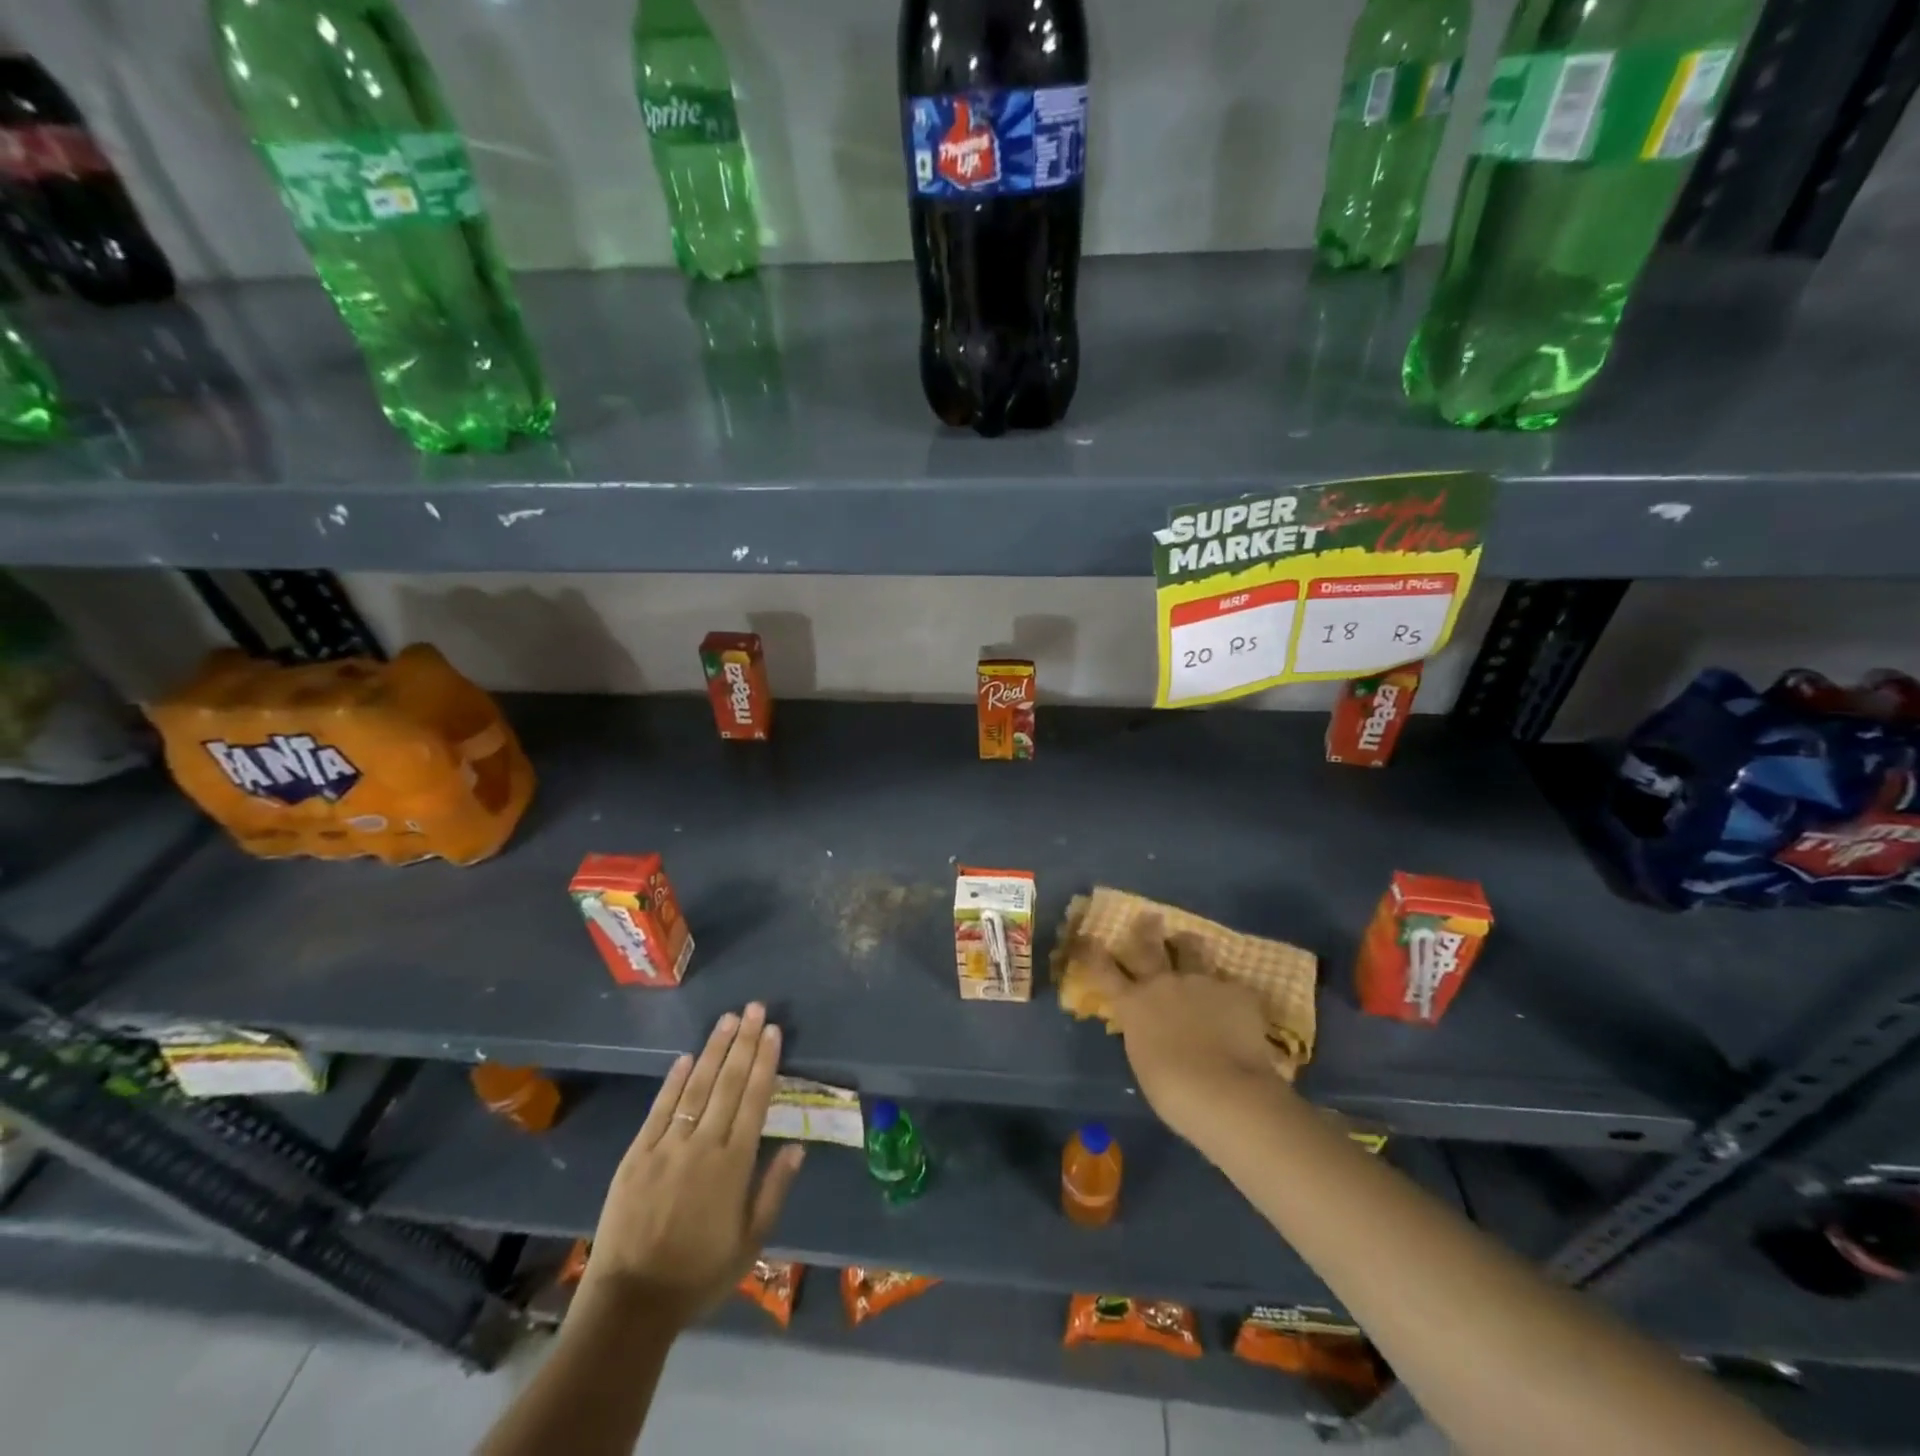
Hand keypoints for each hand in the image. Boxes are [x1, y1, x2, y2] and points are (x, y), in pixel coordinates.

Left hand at [578, 1003, 805, 1331]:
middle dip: (743, 1042)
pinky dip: (673, 1081)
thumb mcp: (750, 1242)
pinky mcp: (637, 1154)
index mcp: (733, 1165)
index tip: (772, 1031)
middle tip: (754, 1008)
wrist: (631, 1303)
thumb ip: (774, 1190)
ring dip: (713, 1050)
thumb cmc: (699, 1275)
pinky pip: (659, 1109)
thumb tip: (797, 1145)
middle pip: (727, 1084)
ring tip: (727, 1020)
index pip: (754, 1100)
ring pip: (695, 1087)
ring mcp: (667, 1146)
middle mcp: (703, 1145)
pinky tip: (686, 1058)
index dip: (764, 1062)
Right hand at [1070, 916, 1289, 1153]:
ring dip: (1189, 945)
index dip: (1092, 953)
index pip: (1103, 971)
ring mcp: (1200, 982)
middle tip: (1149, 918)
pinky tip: (1237, 1006)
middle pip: (1149, 946)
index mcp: (1133, 1005)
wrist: (1226, 1092)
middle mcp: (1163, 984)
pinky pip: (1229, 984)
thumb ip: (1145, 1033)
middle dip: (1146, 930)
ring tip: (1191, 942)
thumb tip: (1152, 1026)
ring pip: (1192, 951)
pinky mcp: (1235, 990)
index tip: (1086, 937)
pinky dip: (1228, 993)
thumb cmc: (1174, 1093)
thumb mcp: (1145, 1061)